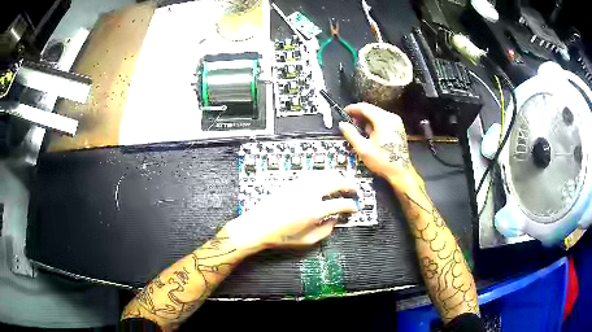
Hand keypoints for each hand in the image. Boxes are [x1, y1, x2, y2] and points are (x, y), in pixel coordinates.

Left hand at [226, 173, 358, 251]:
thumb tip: (334, 220)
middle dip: (349, 184)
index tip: (355, 207)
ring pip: (324, 174)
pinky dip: (323, 176)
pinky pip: (312, 175)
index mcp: (314, 211)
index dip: (351, 205)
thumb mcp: (306, 241)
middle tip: (354, 189)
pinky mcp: (291, 183)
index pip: (340, 203)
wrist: (256, 227)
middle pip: (335, 181)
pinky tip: (325, 181)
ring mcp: (299, 186)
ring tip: (342, 183)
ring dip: (337, 177)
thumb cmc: (280, 237)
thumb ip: (325, 231)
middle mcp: (309, 194)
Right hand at [339, 103, 420, 188]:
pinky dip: (375, 124)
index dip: (352, 109)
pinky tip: (370, 134)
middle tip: (350, 124)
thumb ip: (351, 134)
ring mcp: (396, 122)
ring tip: (360, 132)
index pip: (364, 107)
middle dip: (359, 115)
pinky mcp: (398, 128)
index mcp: (383, 120)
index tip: (344, 112)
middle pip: (371, 109)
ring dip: (367, 120)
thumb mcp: (363, 149)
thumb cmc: (382, 161)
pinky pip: (383, 120)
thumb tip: (342, 124)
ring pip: (377, 114)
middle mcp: (391, 117)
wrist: (400, 172)